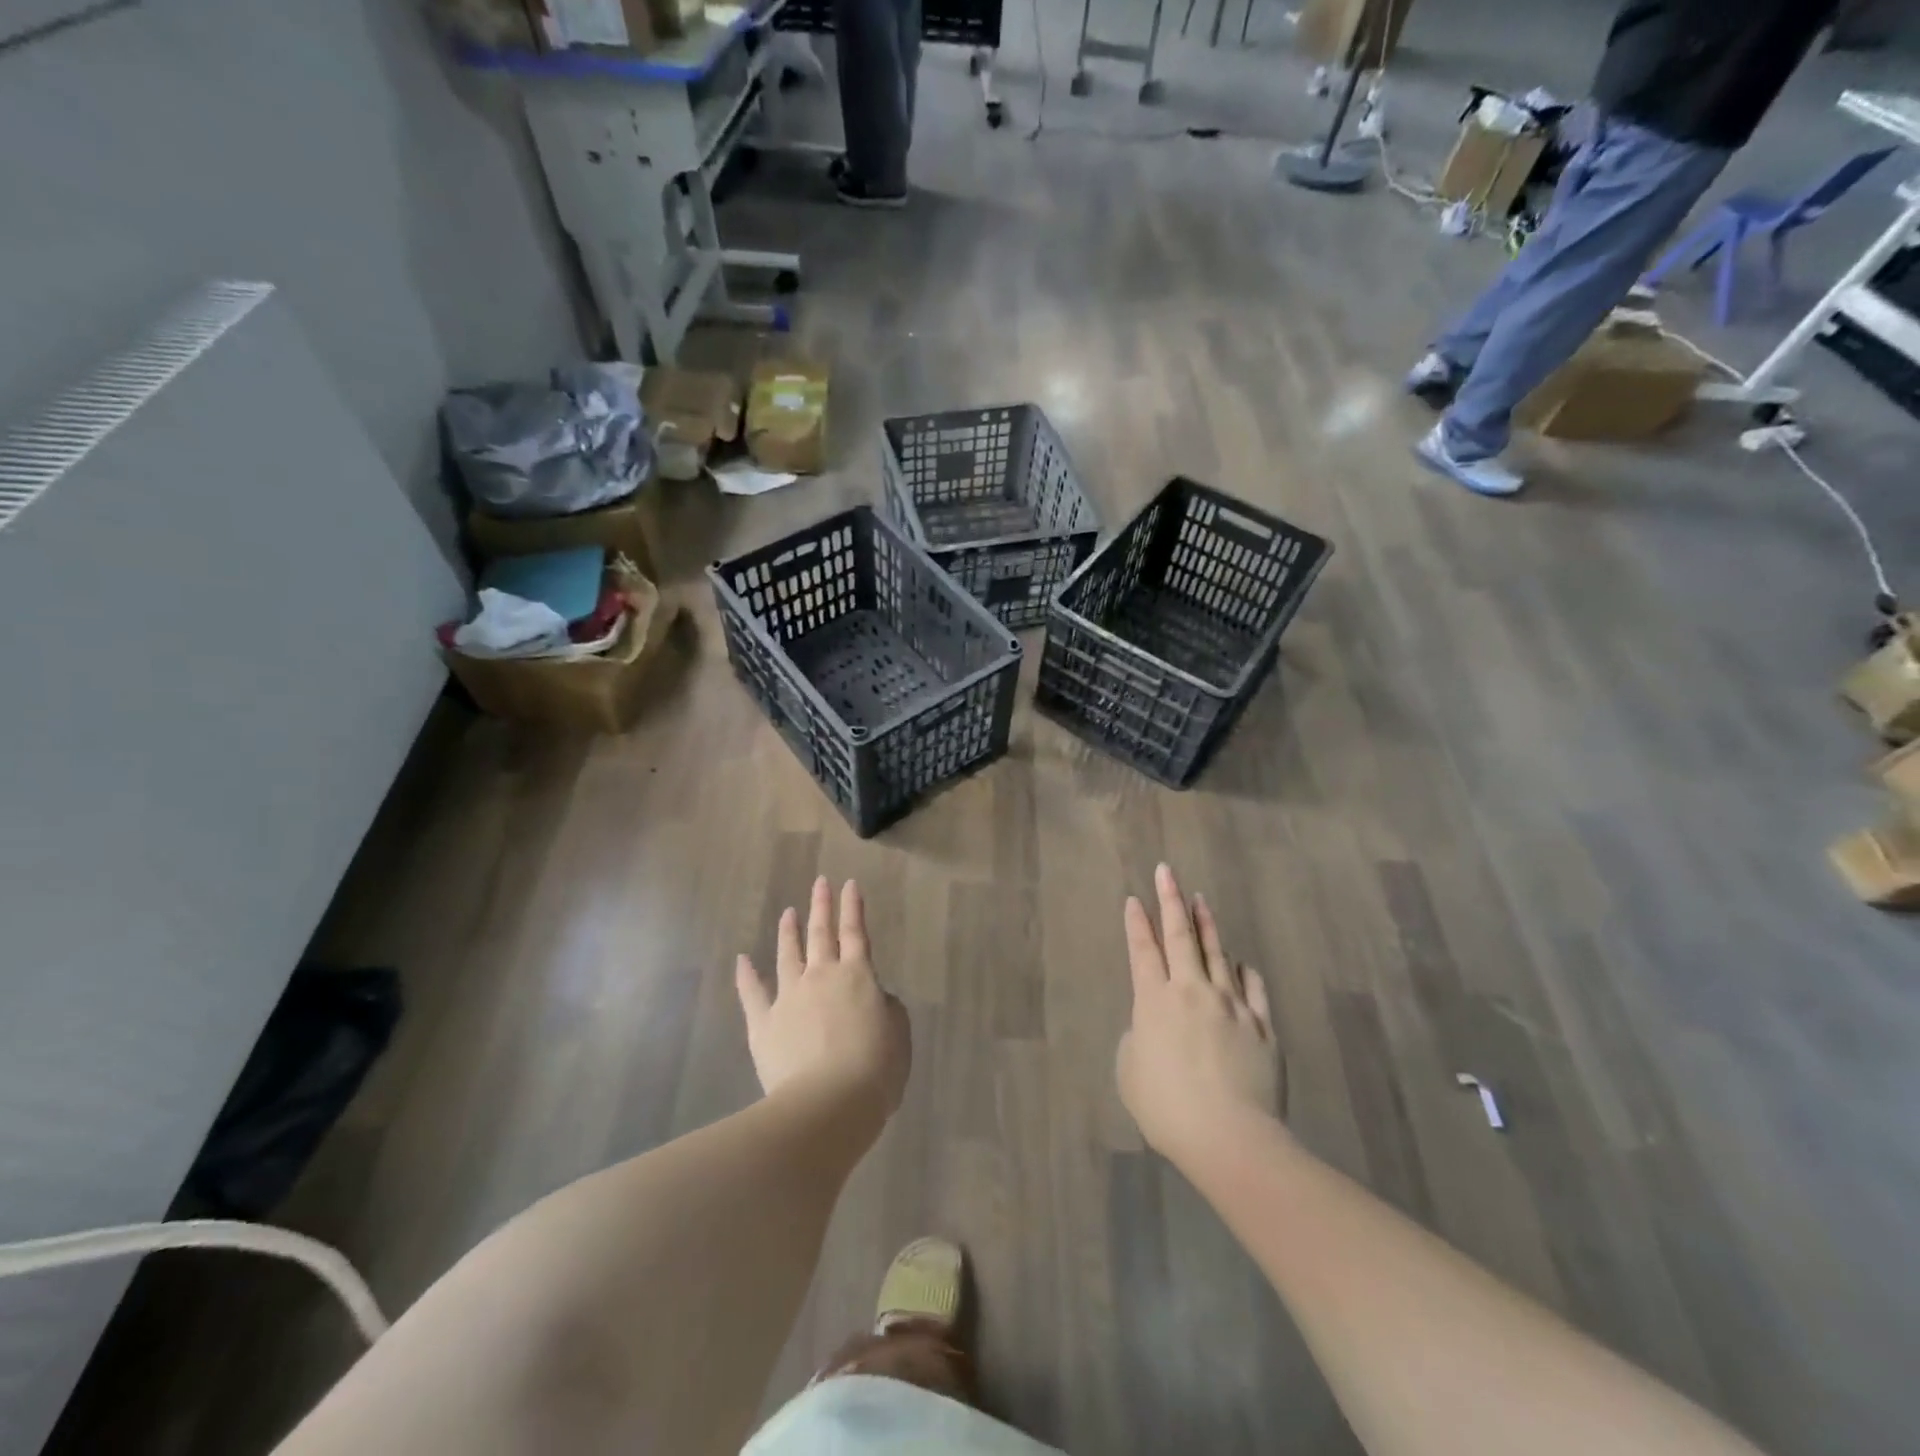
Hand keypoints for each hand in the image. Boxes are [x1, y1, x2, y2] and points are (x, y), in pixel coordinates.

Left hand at [735, 877, 909, 1116]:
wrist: (829, 1103)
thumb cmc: (875, 1069)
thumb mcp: (898, 1033)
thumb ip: (885, 1006)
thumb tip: (872, 996)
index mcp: (857, 976)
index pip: (855, 932)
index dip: (853, 907)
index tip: (848, 884)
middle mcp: (821, 977)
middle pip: (821, 934)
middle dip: (821, 906)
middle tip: (820, 882)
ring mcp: (789, 997)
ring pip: (788, 955)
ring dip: (789, 931)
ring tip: (788, 912)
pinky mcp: (764, 1023)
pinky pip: (752, 993)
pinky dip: (746, 975)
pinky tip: (742, 960)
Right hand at [1116, 864, 1283, 1165]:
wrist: (1229, 1136)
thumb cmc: (1166, 1108)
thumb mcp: (1130, 1071)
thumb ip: (1139, 1037)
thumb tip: (1153, 1026)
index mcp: (1154, 1001)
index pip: (1143, 950)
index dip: (1137, 922)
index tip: (1135, 898)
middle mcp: (1192, 991)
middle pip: (1180, 936)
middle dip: (1171, 900)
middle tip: (1167, 872)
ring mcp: (1231, 1005)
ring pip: (1217, 953)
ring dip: (1207, 925)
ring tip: (1201, 900)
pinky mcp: (1262, 1026)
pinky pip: (1251, 987)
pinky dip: (1241, 970)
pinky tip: (1238, 962)